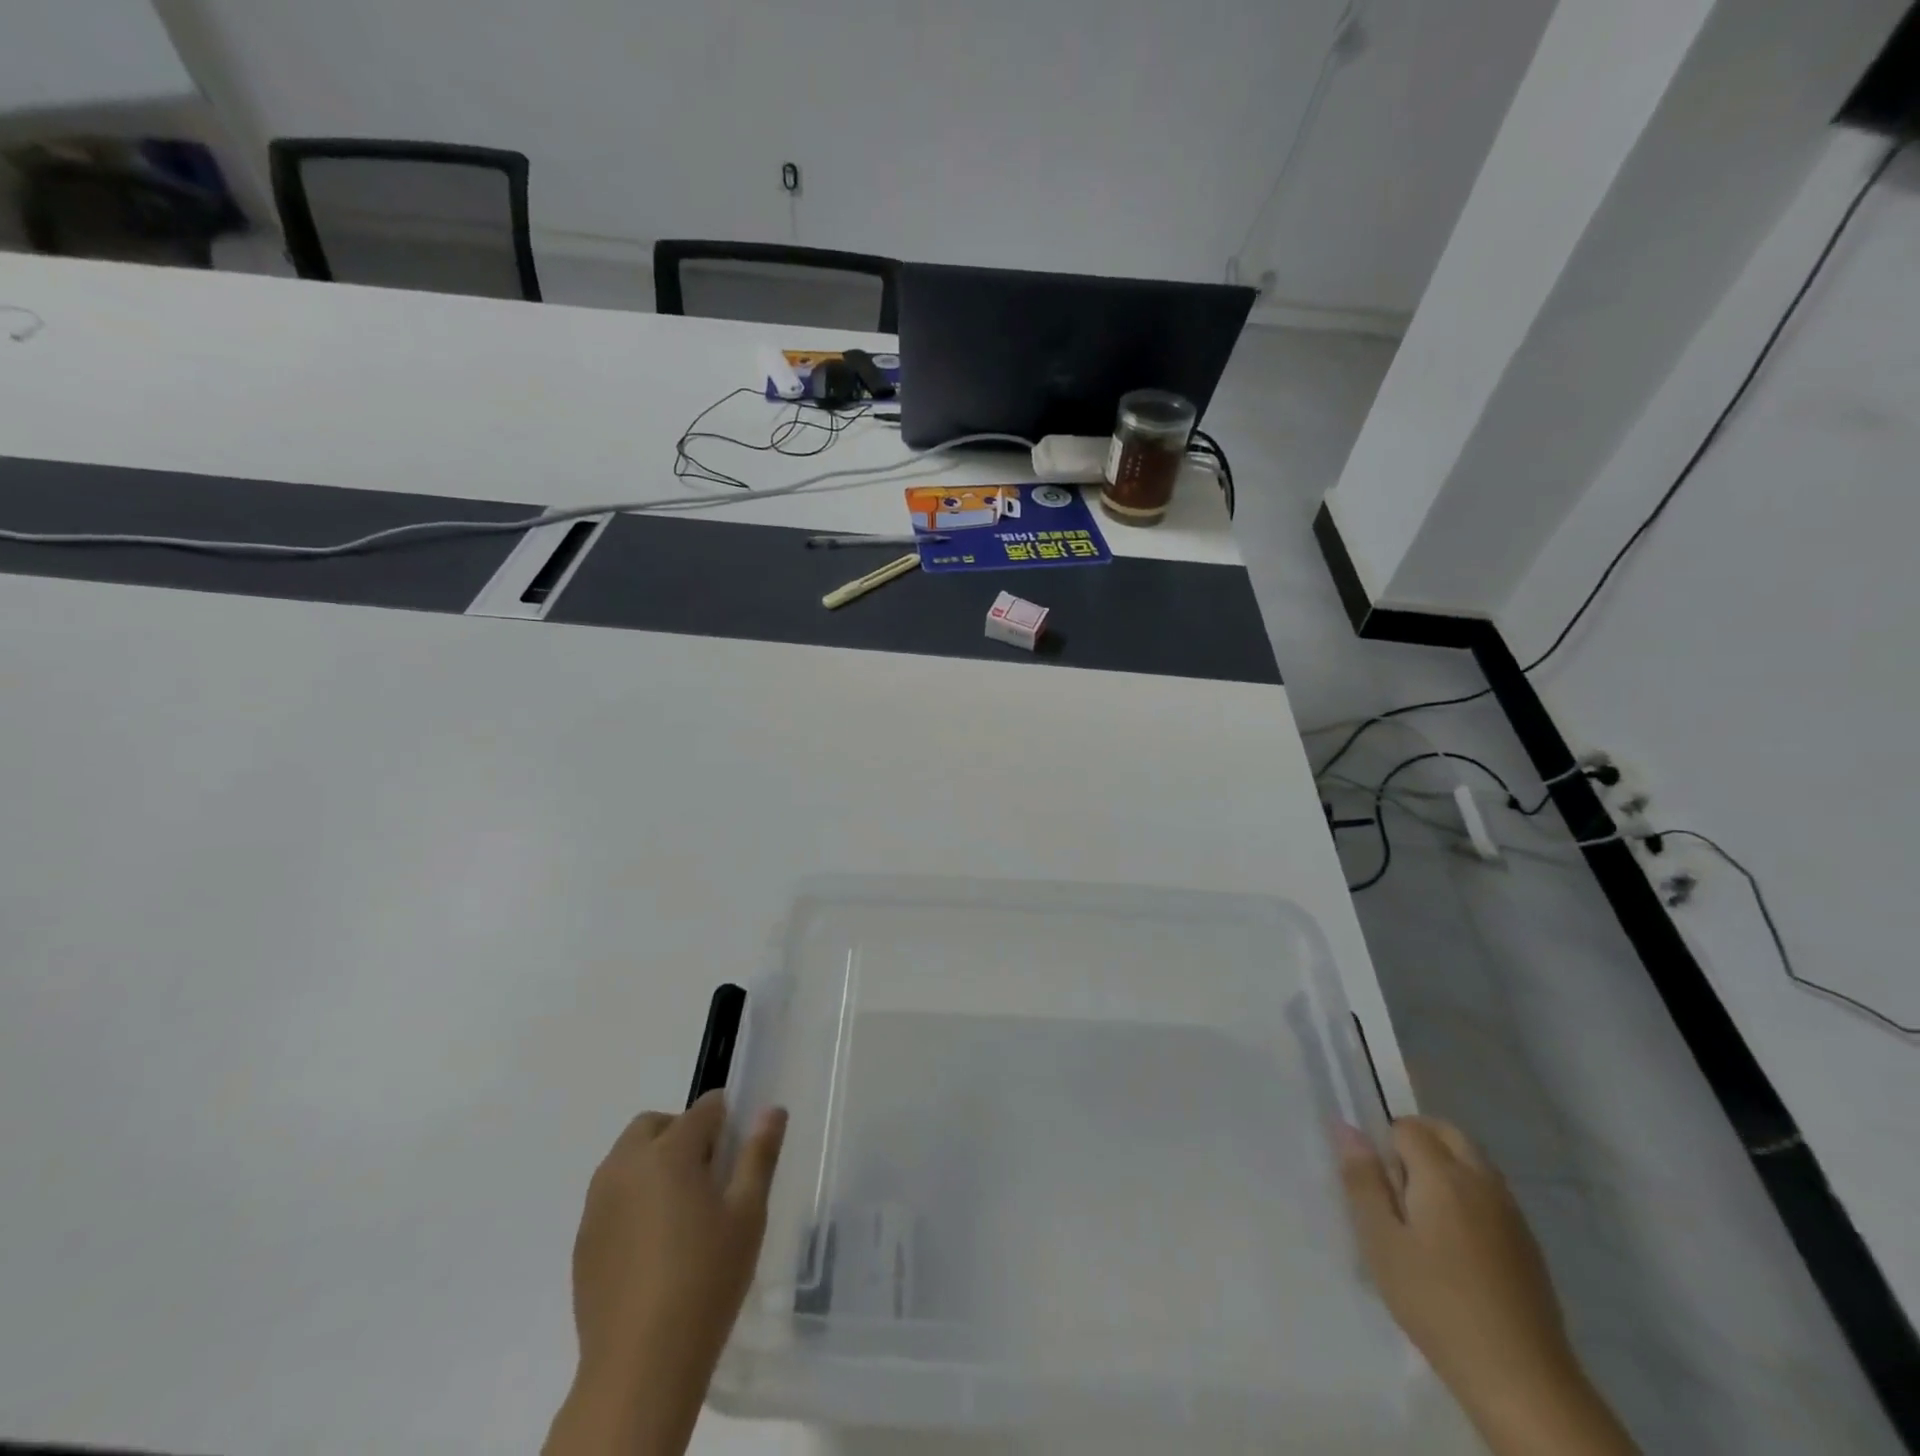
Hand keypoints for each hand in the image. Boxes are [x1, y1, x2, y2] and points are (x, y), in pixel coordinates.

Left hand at [545, 1091, 786, 1455]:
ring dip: (654, 1163)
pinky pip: (611, 1197)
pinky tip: (653, 1246)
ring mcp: (598, 1204)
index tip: (739, 1151)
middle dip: (682, 1133)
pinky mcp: (583, 1240)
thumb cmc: (706, 1279)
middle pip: (655, 1124)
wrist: (639, 1366)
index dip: (726, 1120)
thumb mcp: (748, 1213)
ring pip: (627, 1158)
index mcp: (669, 1151)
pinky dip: (632, 1199)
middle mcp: (626, 1165)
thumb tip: (771, 1109)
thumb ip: (759, 1154)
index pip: (704, 1109)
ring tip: (681, 1212)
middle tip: (709, 1176)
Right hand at [1339, 1117, 1638, 1455]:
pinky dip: (1468, 1194)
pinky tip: (1455, 1246)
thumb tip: (1347, 1127)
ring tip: (1422, 1217)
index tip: (1377, 1184)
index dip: (1385, 1144)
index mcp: (1443, 1174)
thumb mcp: (1381, 1241)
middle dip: (1418, 1140)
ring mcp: (1511, 1212)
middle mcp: (1482, 1181)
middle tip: (1395, 1186)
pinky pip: (1491, 1193)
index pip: (1408, 1127)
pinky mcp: (1528, 1243)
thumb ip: (1363, 1179)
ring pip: (1473, 1161)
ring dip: (1445, 1166)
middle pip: (1448, 1132)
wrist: (1521, 1379)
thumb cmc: (1435, 1302)